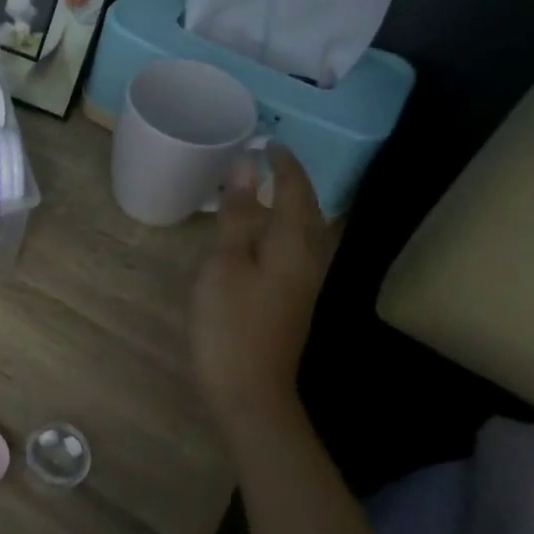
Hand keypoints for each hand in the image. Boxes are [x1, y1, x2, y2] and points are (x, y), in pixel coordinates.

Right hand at [190, 147, 333, 435]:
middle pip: (308, 210)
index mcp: (292, 244)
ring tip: (265, 191)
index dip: (284, 165)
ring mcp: (304, 283)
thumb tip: (244, 166)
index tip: (268, 142)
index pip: (295, 191)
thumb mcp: (224, 263)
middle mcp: (308, 259)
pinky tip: (262, 236)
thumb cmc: (230, 324)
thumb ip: (236, 215)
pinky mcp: (292, 301)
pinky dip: (282, 230)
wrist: (250, 391)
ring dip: (291, 206)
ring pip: (305, 232)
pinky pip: (295, 250)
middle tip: (268, 161)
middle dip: (293, 182)